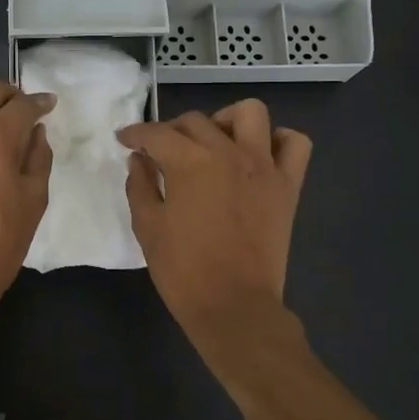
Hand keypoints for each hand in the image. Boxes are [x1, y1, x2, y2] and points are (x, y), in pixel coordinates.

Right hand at [118, 101, 311, 340]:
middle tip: (161, 153)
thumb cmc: (183, 270)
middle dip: (171, 131)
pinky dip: (276, 141)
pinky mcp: (288, 185)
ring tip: (213, 143)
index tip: (124, 140)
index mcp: (190, 163)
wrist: (234, 306)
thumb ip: (140, 186)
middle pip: (196, 121)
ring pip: (250, 113)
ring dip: (226, 121)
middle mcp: (229, 153)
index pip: (157, 134)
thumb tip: (140, 160)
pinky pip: (294, 144)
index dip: (135, 133)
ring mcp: (264, 166)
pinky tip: (258, 156)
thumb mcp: (148, 227)